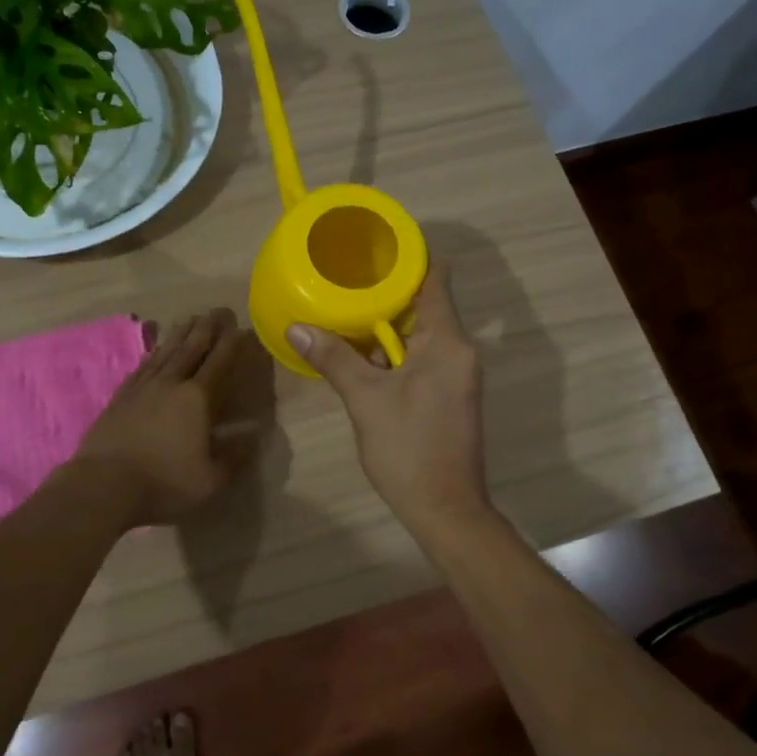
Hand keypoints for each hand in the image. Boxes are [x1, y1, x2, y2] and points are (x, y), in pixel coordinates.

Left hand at [69, 308, 253, 526]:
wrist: (103, 485)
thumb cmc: (163, 483)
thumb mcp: (210, 480)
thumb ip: (234, 457)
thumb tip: (253, 436)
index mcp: (197, 399)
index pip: (219, 363)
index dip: (231, 344)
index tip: (241, 327)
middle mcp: (171, 384)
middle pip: (191, 348)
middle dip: (207, 328)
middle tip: (218, 310)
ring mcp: (142, 387)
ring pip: (166, 352)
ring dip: (181, 334)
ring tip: (191, 319)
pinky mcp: (121, 397)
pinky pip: (143, 366)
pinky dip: (155, 353)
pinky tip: (157, 350)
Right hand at [287, 264, 492, 535]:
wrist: (445, 509)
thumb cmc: (409, 448)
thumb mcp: (365, 400)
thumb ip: (334, 358)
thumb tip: (297, 326)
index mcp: (447, 343)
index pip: (435, 280)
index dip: (410, 258)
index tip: (377, 246)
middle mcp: (459, 352)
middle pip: (425, 306)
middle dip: (386, 293)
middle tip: (345, 278)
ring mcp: (457, 376)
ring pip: (419, 336)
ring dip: (386, 327)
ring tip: (344, 310)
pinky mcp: (449, 396)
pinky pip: (420, 359)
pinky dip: (393, 353)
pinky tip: (360, 355)